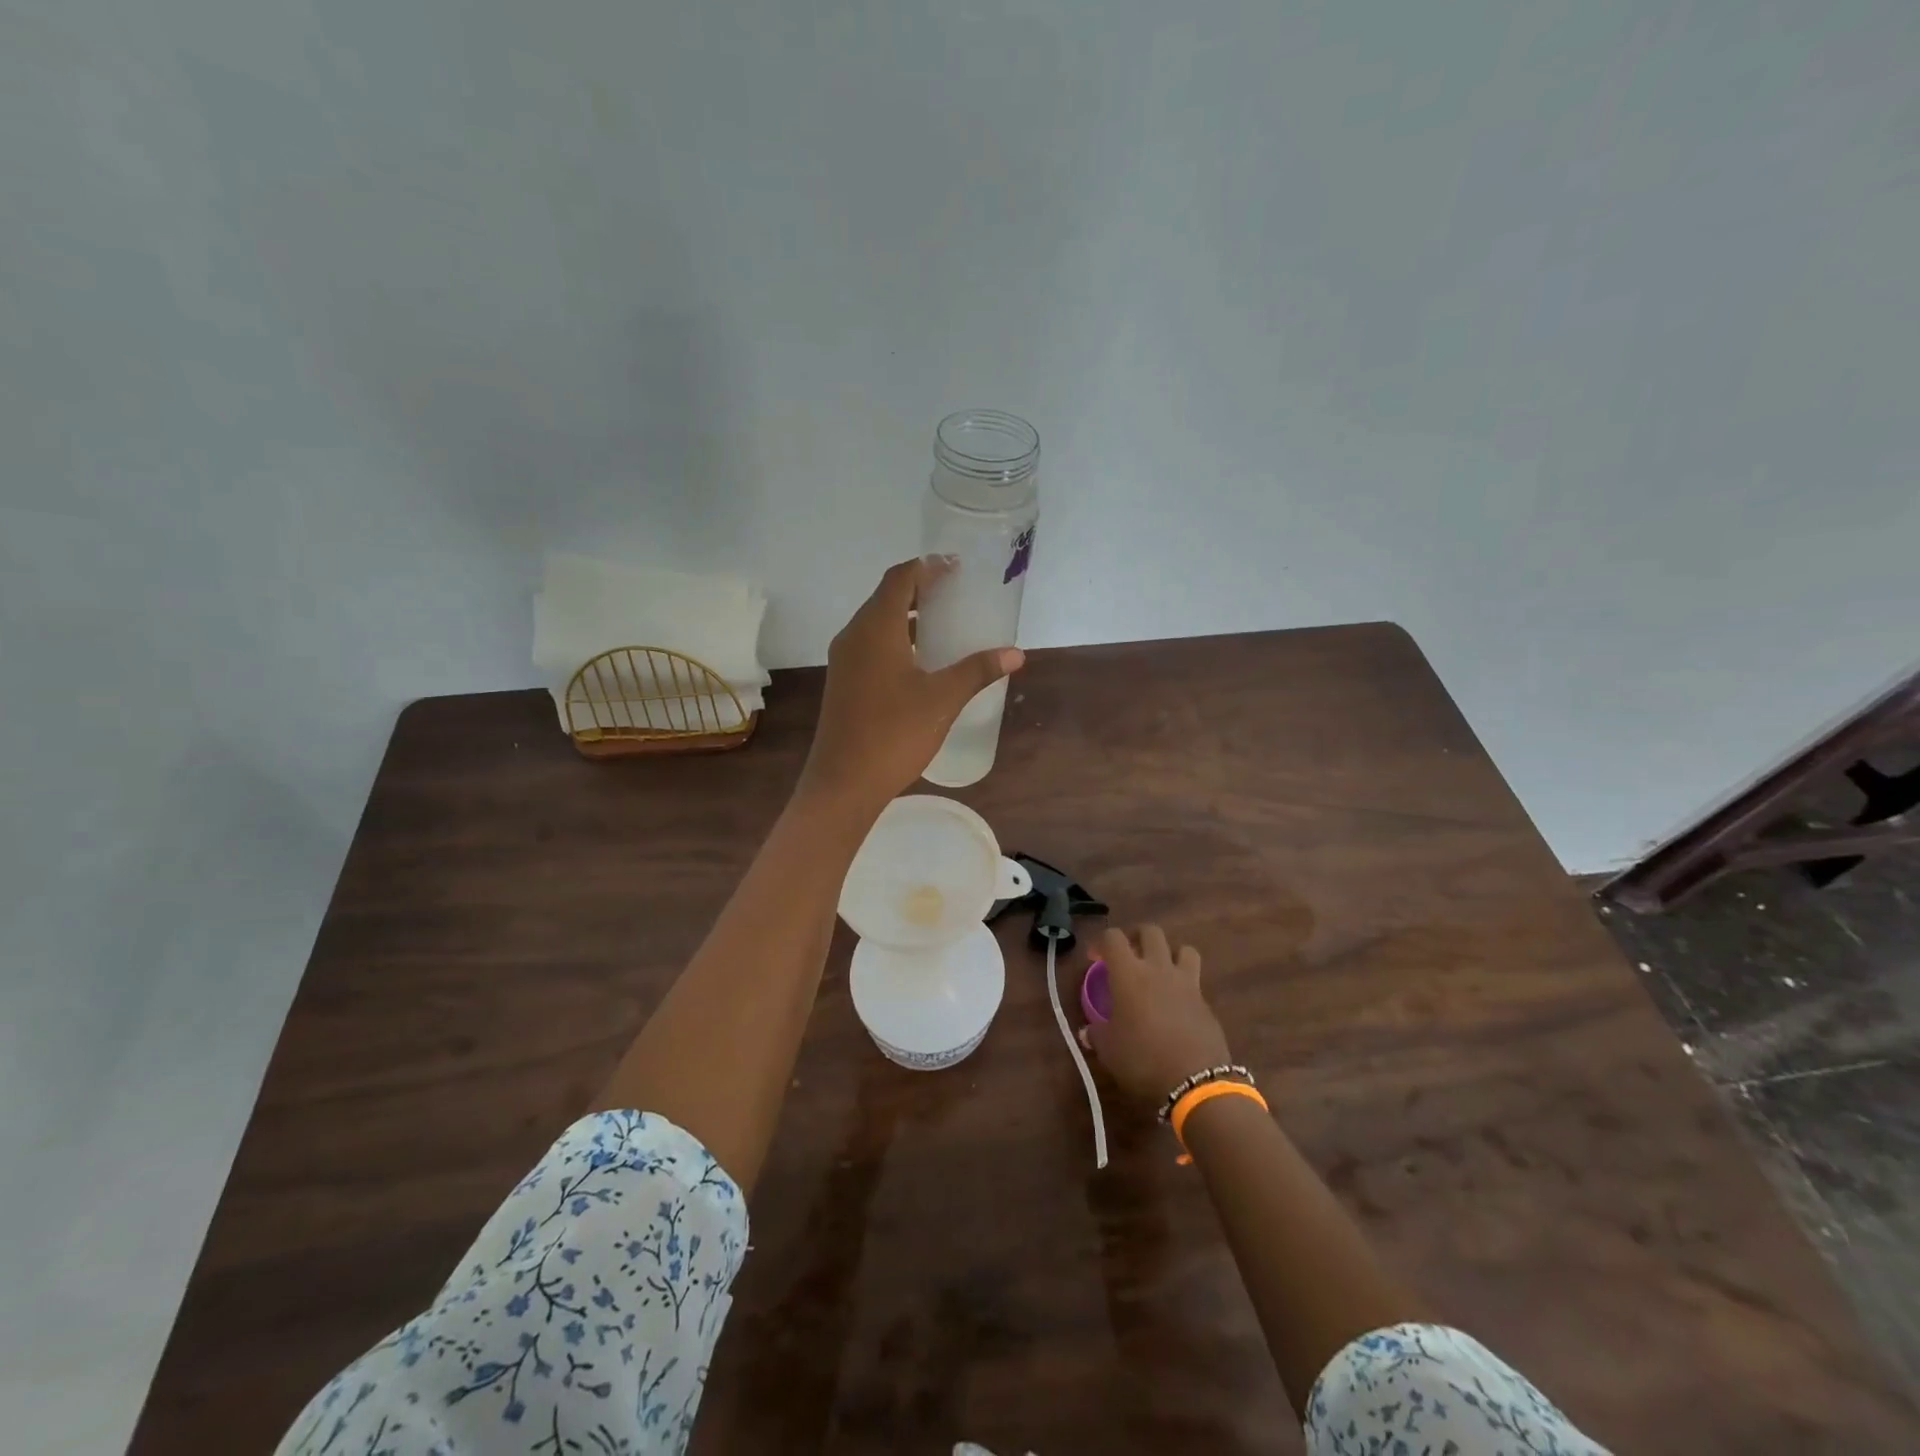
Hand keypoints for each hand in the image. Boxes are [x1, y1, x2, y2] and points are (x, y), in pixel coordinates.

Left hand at [797, 557, 1023, 811]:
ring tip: (943, 623)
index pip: (900, 579)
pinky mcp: (843, 682)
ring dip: (907, 616)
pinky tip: (920, 660)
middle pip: (886, 597)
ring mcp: (844, 660)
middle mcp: (854, 635)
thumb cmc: (893, 734)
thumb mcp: (942, 700)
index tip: (955, 566)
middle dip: (919, 590)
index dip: (927, 567)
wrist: (843, 782)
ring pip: (877, 623)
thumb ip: (977, 671)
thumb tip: (1015, 654)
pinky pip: (870, 645)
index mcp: (876, 628)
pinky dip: (896, 639)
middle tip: (956, 592)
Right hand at [1081, 925, 1232, 1105]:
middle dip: (1136, 937)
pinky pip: (1195, 980)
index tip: (1094, 958)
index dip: (1101, 942)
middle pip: (1151, 932)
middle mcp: (1159, 969)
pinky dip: (1184, 983)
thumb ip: (1097, 1035)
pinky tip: (1176, 1004)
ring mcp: (1187, 983)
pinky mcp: (1206, 1003)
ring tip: (1159, 970)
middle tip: (1128, 954)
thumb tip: (1088, 1031)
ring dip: (1169, 953)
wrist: (1196, 1083)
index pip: (1113, 937)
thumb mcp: (1109, 1051)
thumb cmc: (1143, 1060)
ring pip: (1183, 949)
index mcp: (1129, 973)